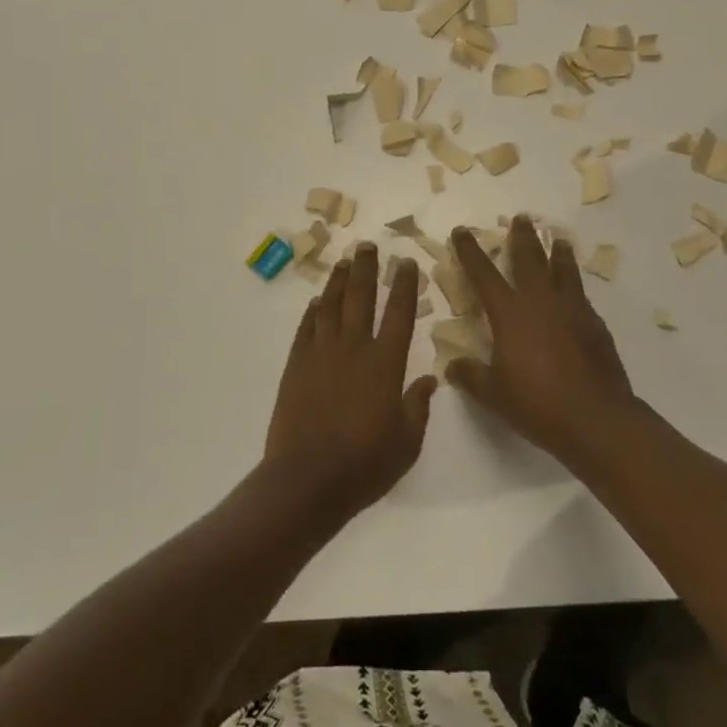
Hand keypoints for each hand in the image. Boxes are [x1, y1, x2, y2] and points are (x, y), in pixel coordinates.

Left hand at [264, 245, 437, 521]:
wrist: (307, 480)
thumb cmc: (364, 465)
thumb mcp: (407, 442)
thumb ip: (418, 407)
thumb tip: (430, 380)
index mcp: (385, 364)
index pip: (399, 313)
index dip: (404, 285)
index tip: (406, 262)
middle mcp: (353, 349)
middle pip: (360, 298)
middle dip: (366, 269)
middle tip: (368, 245)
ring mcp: (321, 354)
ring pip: (330, 306)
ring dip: (338, 281)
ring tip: (343, 262)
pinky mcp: (296, 366)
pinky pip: (306, 329)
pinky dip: (312, 312)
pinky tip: (316, 302)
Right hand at [445, 216, 635, 467]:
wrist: (595, 418)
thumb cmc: (537, 404)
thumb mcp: (493, 394)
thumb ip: (470, 376)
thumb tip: (452, 366)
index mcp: (510, 314)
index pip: (484, 274)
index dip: (470, 251)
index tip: (463, 231)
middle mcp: (540, 302)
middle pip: (530, 258)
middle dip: (522, 237)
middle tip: (521, 218)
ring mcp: (571, 310)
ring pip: (563, 270)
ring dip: (558, 252)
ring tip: (558, 238)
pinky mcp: (594, 324)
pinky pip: (580, 294)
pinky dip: (574, 283)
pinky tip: (574, 289)